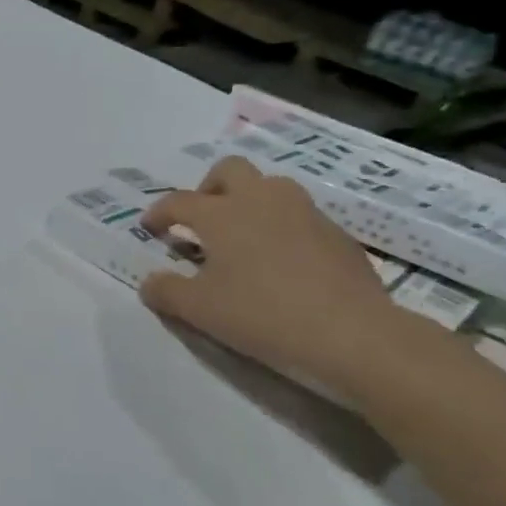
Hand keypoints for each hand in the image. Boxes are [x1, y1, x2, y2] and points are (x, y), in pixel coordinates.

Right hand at [138, 156, 410, 397]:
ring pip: (272, 187)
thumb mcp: (198, 310)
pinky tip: (284, 264)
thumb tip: (149, 282)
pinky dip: (284, 229)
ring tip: (244, 237)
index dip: (158, 213)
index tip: (150, 229)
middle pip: (230, 170)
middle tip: (203, 220)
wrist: (356, 336)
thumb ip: (165, 291)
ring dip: (251, 202)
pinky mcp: (340, 236)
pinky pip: (302, 218)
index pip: (178, 201)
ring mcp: (306, 214)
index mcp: (221, 213)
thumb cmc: (263, 315)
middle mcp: (261, 201)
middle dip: (209, 187)